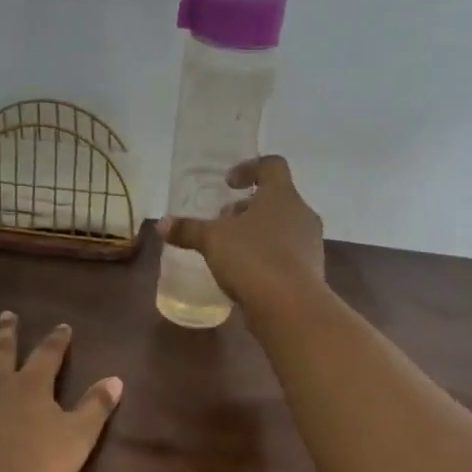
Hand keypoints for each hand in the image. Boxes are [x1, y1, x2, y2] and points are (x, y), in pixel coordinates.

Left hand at [0, 313, 122, 471]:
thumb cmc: (35, 467)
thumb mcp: (78, 438)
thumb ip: (96, 407)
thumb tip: (117, 379)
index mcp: (32, 386)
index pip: (49, 355)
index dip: (57, 340)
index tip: (62, 326)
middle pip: (3, 349)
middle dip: (7, 331)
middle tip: (7, 314)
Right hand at [158, 155, 324, 314]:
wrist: (290, 306)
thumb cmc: (252, 258)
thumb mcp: (212, 240)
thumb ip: (188, 229)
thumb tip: (161, 224)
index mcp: (282, 195)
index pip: (272, 165)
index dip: (249, 168)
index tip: (228, 183)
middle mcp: (301, 213)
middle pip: (275, 200)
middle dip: (247, 209)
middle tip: (223, 222)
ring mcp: (310, 244)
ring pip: (282, 228)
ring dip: (258, 234)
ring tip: (231, 251)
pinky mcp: (310, 271)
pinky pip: (286, 255)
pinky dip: (267, 258)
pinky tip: (246, 275)